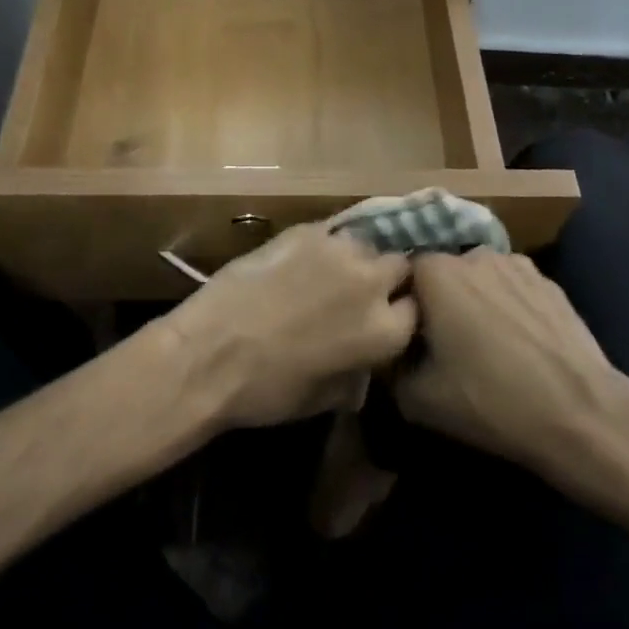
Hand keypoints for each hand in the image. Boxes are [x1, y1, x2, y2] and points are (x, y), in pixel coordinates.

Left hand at [166, 224, 414, 428]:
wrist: (213, 353)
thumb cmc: (269, 391)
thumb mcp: (326, 399)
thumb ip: (357, 374)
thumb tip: (361, 366)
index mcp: (384, 332)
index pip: (415, 310)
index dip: (400, 313)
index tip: (385, 316)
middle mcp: (371, 283)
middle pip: (399, 266)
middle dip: (386, 277)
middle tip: (360, 290)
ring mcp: (339, 250)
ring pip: (365, 243)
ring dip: (356, 257)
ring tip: (332, 270)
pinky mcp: (306, 230)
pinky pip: (331, 231)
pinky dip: (325, 243)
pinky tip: (304, 257)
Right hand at [394, 250, 628, 483]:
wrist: (580, 413)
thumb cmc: (490, 400)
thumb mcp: (418, 400)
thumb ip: (390, 366)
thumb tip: (390, 352)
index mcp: (434, 272)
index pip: (402, 275)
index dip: (403, 307)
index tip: (409, 339)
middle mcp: (471, 254)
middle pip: (441, 274)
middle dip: (439, 302)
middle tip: (445, 345)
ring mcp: (514, 262)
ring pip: (479, 278)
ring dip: (475, 301)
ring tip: (487, 345)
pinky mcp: (547, 280)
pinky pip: (512, 287)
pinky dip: (509, 306)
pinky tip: (521, 344)